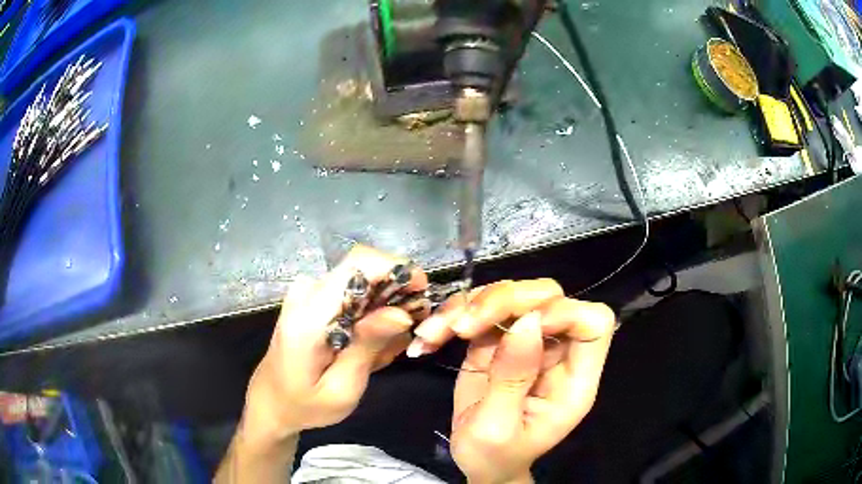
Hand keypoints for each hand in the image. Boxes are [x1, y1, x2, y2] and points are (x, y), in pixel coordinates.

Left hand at [244, 245, 428, 441]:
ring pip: (365, 283)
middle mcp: (307, 291)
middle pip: (367, 270)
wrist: (272, 401)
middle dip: (395, 299)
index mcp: (309, 314)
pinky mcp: (313, 296)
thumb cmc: (305, 404)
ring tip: (379, 353)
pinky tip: (364, 347)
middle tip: (401, 341)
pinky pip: (354, 293)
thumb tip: (402, 312)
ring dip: (383, 313)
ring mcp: (308, 291)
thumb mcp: (342, 389)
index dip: (397, 269)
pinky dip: (369, 316)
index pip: (359, 264)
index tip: (421, 295)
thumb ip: (367, 347)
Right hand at [412, 280, 615, 483]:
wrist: (478, 462)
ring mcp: (527, 342)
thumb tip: (527, 322)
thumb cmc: (495, 456)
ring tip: (434, 333)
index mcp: (574, 380)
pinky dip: (452, 316)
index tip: (519, 327)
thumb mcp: (497, 428)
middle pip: (549, 296)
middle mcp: (557, 353)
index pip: (593, 324)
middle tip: (462, 327)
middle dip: (505, 301)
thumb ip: (512, 378)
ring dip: (470, 306)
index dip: (563, 313)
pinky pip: (481, 309)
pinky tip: (428, 338)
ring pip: (513, 294)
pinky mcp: (498, 340)